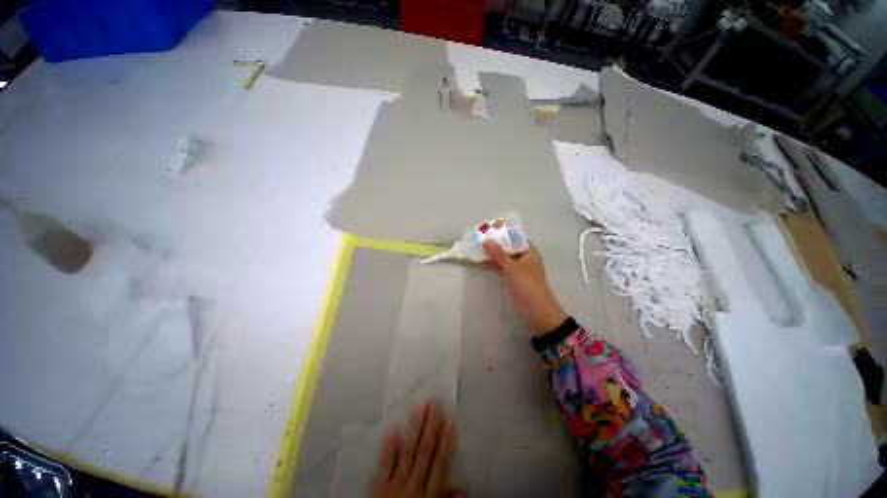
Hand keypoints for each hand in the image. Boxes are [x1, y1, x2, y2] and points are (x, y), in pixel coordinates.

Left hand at [372, 401, 461, 497]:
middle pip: (424, 453)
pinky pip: (385, 464)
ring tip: (420, 408)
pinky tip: (394, 428)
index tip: (450, 422)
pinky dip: (390, 447)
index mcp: (427, 497)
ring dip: (415, 429)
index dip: (445, 443)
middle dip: (431, 427)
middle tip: (435, 404)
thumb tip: (463, 489)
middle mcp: (413, 486)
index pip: (439, 465)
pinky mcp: (379, 486)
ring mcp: (395, 484)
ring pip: (408, 452)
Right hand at [483, 241, 567, 336]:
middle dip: (496, 244)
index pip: (516, 238)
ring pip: (504, 258)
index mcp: (530, 252)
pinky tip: (482, 260)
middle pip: (509, 248)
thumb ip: (498, 254)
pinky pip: (502, 267)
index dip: (504, 234)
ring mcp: (518, 268)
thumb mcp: (511, 266)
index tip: (490, 230)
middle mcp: (525, 258)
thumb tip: (486, 241)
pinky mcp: (513, 278)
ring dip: (493, 254)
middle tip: (481, 238)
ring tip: (478, 247)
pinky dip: (494, 264)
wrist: (534, 308)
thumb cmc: (526, 283)